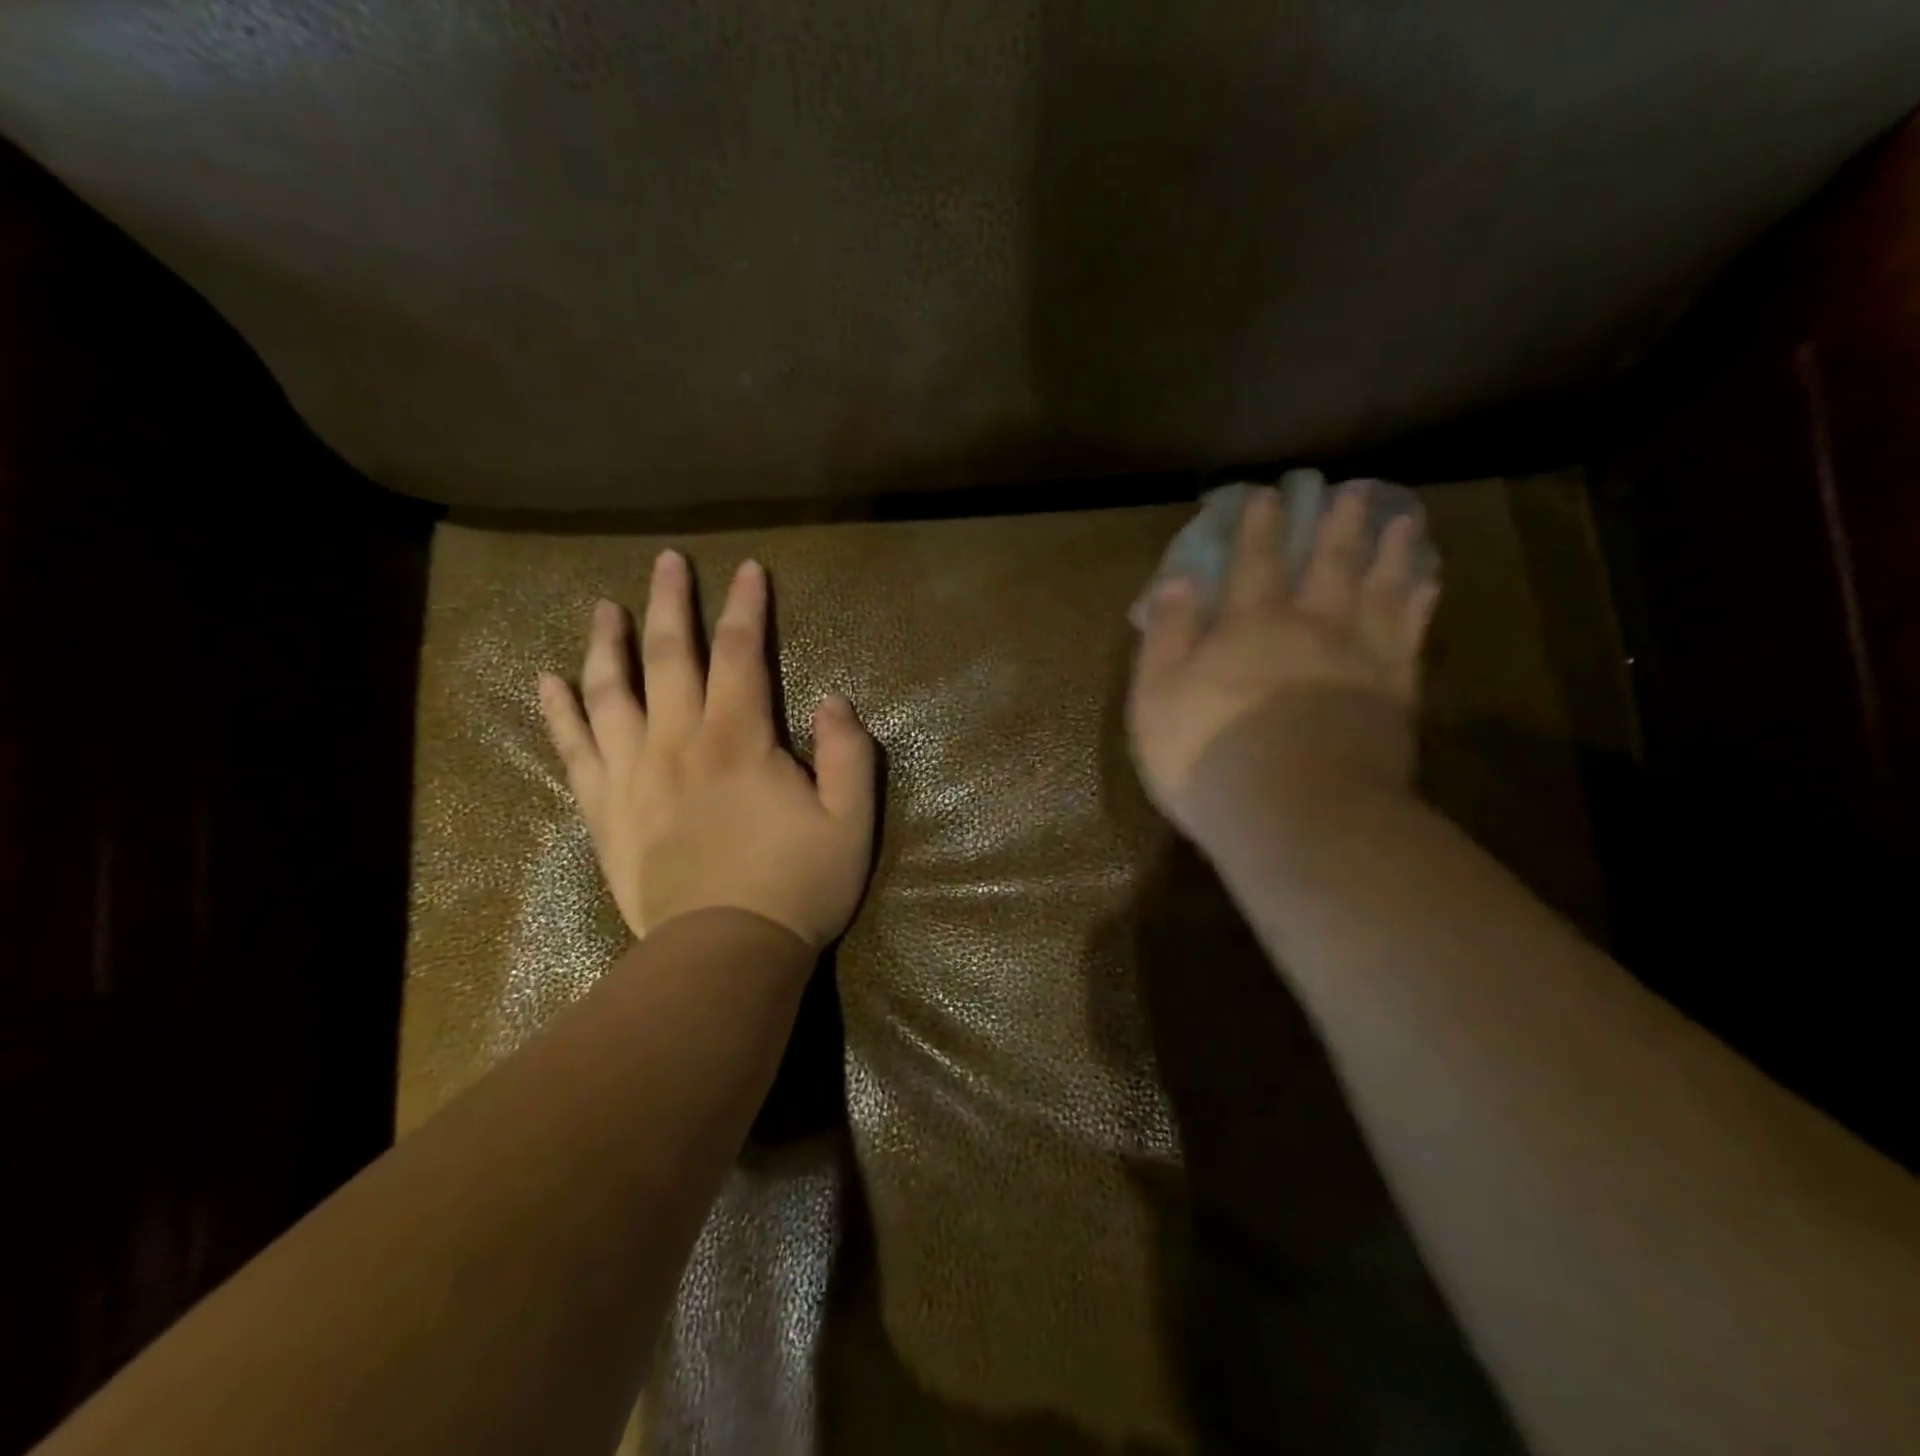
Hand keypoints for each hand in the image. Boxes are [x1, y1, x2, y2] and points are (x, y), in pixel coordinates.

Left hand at [537, 551, 876, 948]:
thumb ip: (848, 754)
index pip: (741, 652)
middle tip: (667, 561)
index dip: (748, 606)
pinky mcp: (605, 811)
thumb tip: (833, 700)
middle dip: (672, 602)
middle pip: (670, 655)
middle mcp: (678, 741)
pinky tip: (548, 681)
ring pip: (612, 692)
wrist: (723, 955)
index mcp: (739, 739)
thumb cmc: (796, 887)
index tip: (750, 569)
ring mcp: (632, 774)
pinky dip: (559, 712)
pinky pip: (575, 750)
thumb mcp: (851, 822)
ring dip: (608, 643)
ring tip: (602, 607)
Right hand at [1127, 481, 1439, 840]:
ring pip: (1381, 591)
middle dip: (1337, 525)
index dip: (1259, 527)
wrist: (1296, 815)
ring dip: (1391, 552)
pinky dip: (1419, 607)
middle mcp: (1310, 629)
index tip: (1269, 493)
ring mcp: (1360, 661)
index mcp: (1248, 627)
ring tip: (1404, 519)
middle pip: (1328, 565)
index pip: (1253, 563)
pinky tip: (1427, 587)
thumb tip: (1176, 580)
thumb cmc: (1208, 755)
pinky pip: (1410, 638)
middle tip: (1354, 490)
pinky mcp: (1395, 697)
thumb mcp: (1156, 697)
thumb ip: (1165, 636)